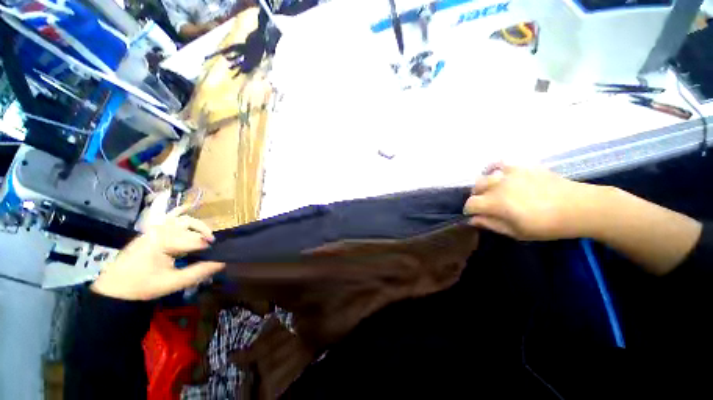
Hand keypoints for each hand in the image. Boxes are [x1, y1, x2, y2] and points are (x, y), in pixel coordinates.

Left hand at [91, 205, 224, 299]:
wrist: (115, 288)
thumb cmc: (143, 286)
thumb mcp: (173, 283)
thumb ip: (199, 271)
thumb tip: (222, 262)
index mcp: (164, 241)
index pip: (195, 239)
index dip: (208, 247)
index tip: (217, 255)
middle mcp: (159, 230)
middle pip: (190, 224)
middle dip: (204, 233)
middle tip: (211, 245)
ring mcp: (154, 229)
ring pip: (182, 219)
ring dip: (196, 226)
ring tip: (203, 237)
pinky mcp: (150, 231)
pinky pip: (170, 219)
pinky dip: (182, 218)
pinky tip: (189, 221)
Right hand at [463, 165, 603, 240]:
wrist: (579, 207)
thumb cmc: (547, 225)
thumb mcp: (517, 232)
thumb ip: (491, 224)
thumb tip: (472, 220)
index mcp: (496, 203)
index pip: (470, 204)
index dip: (469, 211)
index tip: (474, 216)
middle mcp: (498, 185)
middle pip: (475, 188)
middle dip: (476, 197)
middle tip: (485, 205)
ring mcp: (510, 174)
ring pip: (485, 176)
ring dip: (484, 185)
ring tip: (492, 192)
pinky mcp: (522, 167)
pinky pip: (500, 164)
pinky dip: (494, 169)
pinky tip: (498, 175)